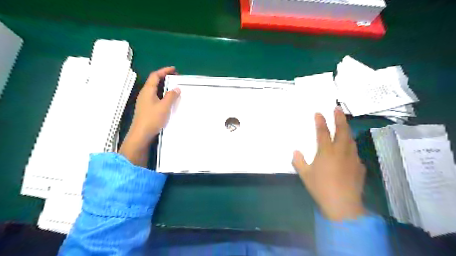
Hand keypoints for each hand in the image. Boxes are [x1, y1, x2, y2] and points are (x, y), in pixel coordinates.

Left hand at [120, 66, 180, 166]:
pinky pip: (155, 97)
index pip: (155, 76)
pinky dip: (162, 95)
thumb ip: (171, 96)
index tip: (174, 69)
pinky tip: (168, 100)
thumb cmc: (152, 118)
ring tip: (174, 88)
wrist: (141, 134)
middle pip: (154, 81)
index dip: (164, 70)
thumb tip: (176, 88)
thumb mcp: (164, 106)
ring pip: (155, 90)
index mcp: (148, 91)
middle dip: (164, 78)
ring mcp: (144, 101)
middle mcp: (145, 94)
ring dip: (164, 87)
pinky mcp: (146, 108)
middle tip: (175, 78)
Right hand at [292, 107, 365, 220]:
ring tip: (344, 125)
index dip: (320, 121)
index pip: (323, 132)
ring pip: (351, 140)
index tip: (319, 112)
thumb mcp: (305, 175)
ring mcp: (352, 158)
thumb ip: (299, 161)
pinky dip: (351, 147)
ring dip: (347, 130)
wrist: (342, 204)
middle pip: (342, 131)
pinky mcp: (359, 166)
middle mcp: (341, 151)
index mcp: (326, 152)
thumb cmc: (321, 187)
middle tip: (338, 109)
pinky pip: (355, 152)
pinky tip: (348, 150)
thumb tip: (296, 151)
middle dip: (339, 118)